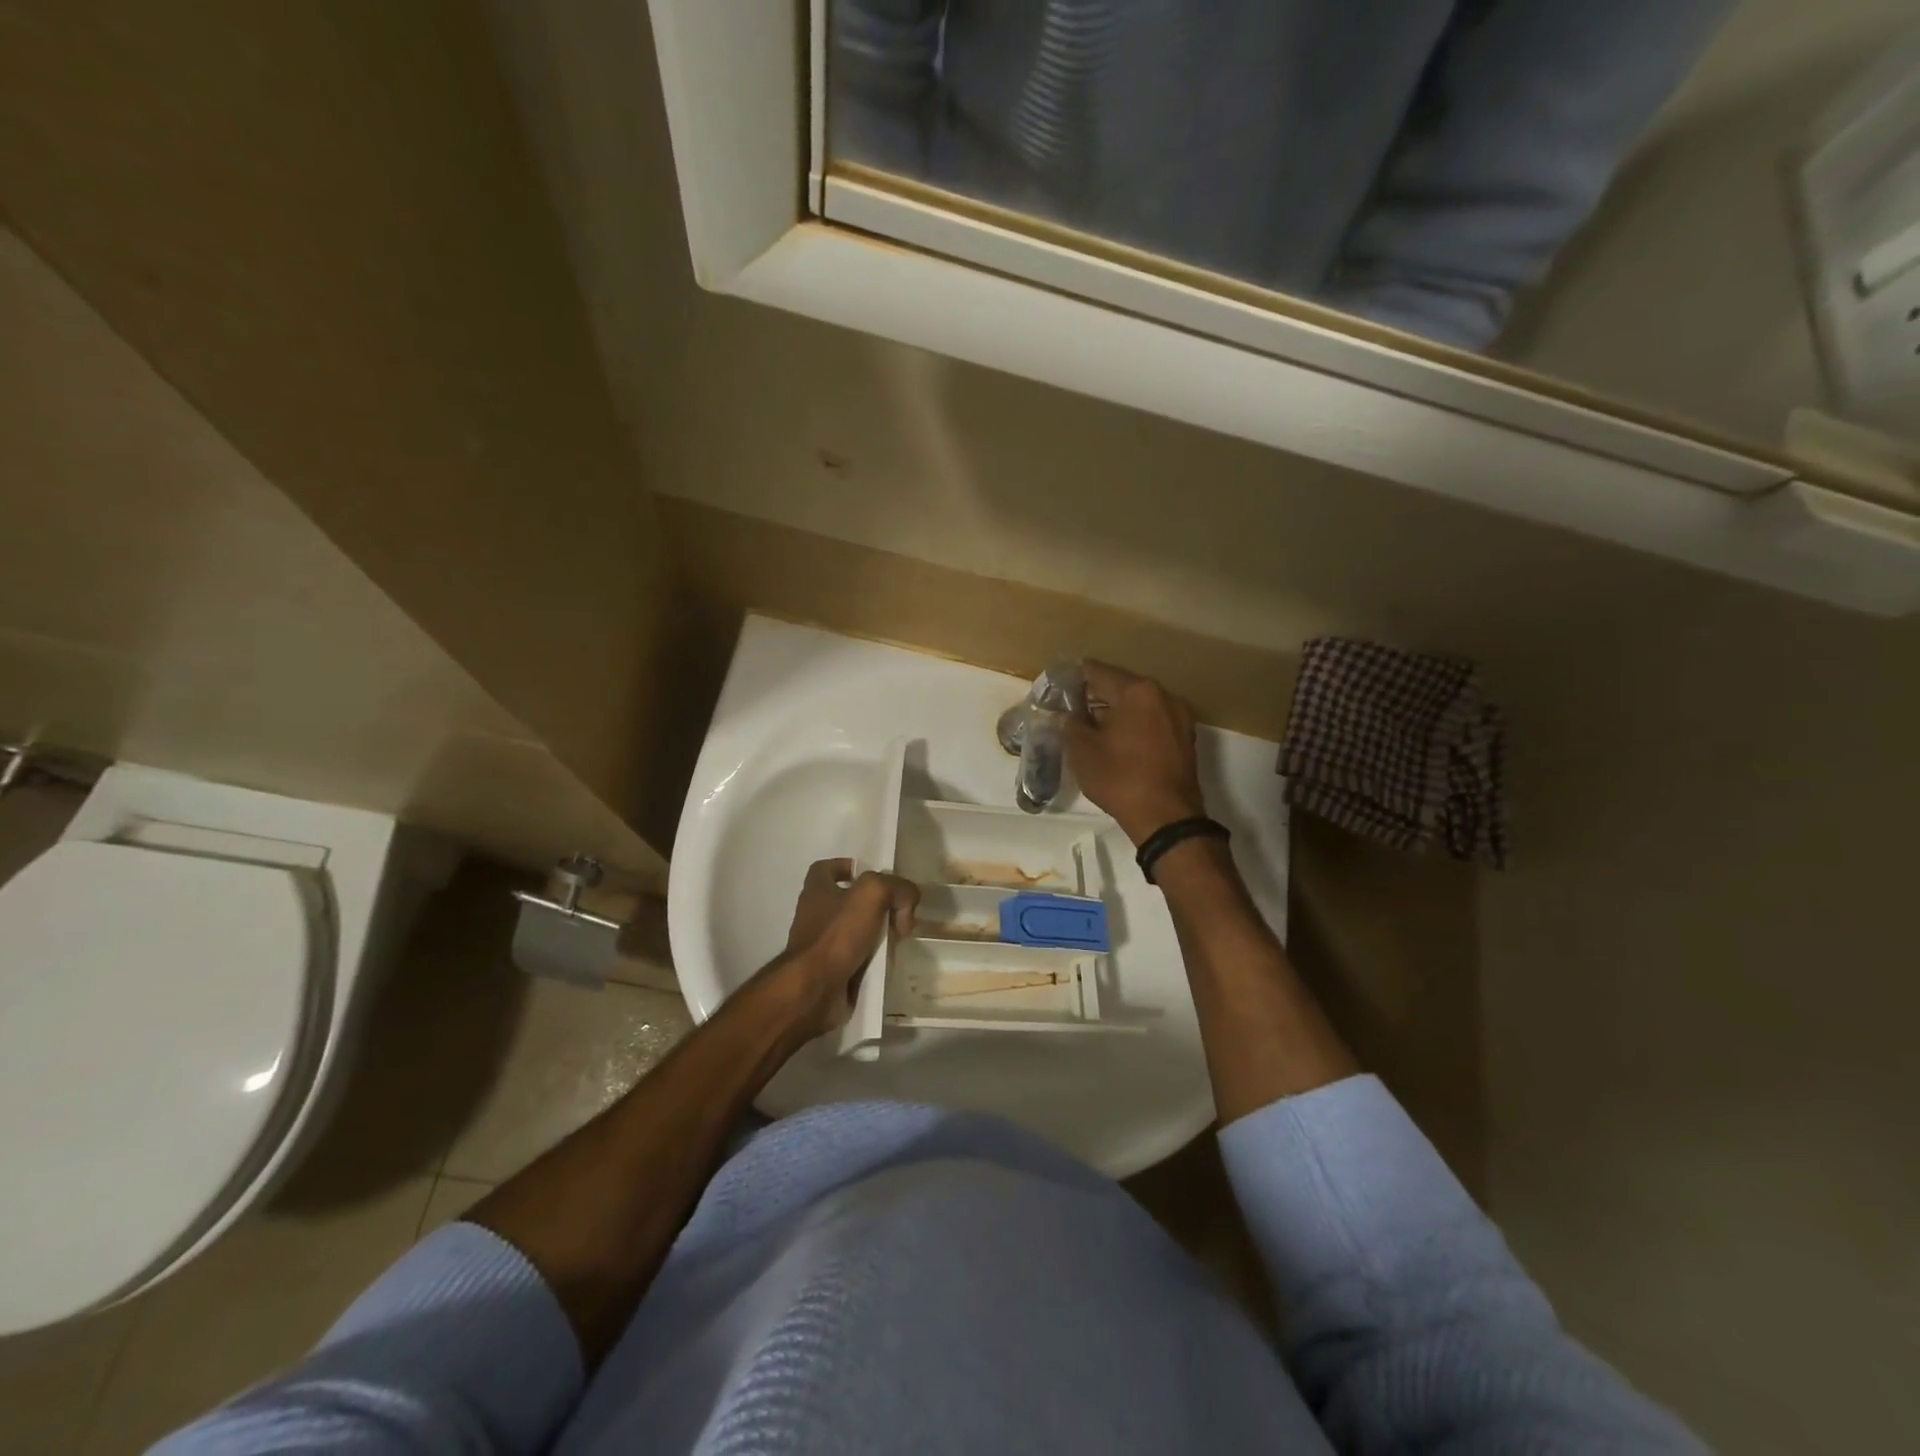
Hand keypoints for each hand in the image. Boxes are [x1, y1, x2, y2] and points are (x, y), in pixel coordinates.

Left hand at [770, 858, 918, 1038]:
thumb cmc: (837, 934)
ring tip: (900, 940)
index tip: (874, 877)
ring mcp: (821, 945)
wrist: (814, 990)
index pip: (827, 868)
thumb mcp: (873, 893)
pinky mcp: (830, 971)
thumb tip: (907, 905)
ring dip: (878, 934)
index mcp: (817, 890)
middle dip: (876, 905)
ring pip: (856, 931)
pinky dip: (873, 960)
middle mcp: (815, 914)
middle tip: (899, 914)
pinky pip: (857, 959)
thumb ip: (896, 888)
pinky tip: (890, 963)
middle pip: (849, 901)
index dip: (849, 867)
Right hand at [1065, 662, 1206, 845]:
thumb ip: (1069, 724)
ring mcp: (1178, 717)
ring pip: (1138, 705)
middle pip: (1120, 686)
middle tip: (1068, 710)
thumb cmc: (1120, 778)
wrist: (1166, 818)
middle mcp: (1163, 695)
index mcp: (1137, 691)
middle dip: (1093, 696)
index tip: (1054, 688)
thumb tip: (1064, 714)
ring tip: (1090, 728)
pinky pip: (1152, 721)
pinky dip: (1133, 726)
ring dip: (1114, 712)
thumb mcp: (1082, 751)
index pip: (1096, 672)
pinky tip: (1116, 742)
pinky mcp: (1184, 738)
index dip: (1071, 679)